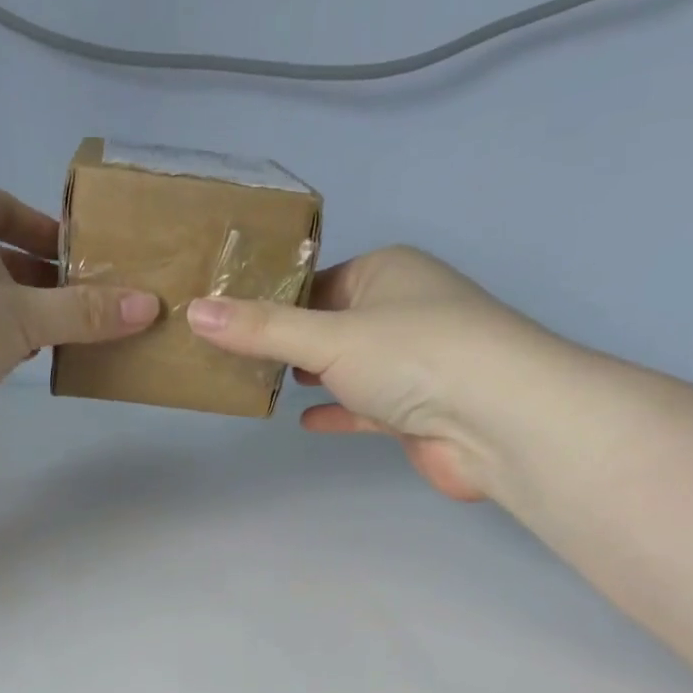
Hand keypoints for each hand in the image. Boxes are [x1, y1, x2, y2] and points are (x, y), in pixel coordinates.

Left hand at [0, 187, 158, 454]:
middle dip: (31, 281)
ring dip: (6, 317)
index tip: (75, 259)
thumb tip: (148, 306)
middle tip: (72, 309)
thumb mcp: (26, 316)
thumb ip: (84, 314)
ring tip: (45, 343)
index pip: (2, 206)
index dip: (41, 229)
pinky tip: (0, 370)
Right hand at [186, 246, 567, 500]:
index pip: (315, 280)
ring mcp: (410, 362)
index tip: (225, 320)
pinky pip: (362, 405)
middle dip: (286, 341)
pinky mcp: (413, 409)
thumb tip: (194, 312)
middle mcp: (400, 310)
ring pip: (346, 366)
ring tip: (255, 385)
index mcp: (386, 272)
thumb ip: (261, 330)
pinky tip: (303, 420)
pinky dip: (336, 410)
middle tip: (230, 356)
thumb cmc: (413, 356)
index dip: (271, 299)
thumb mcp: (326, 337)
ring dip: (310, 376)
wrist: (497, 421)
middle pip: (328, 323)